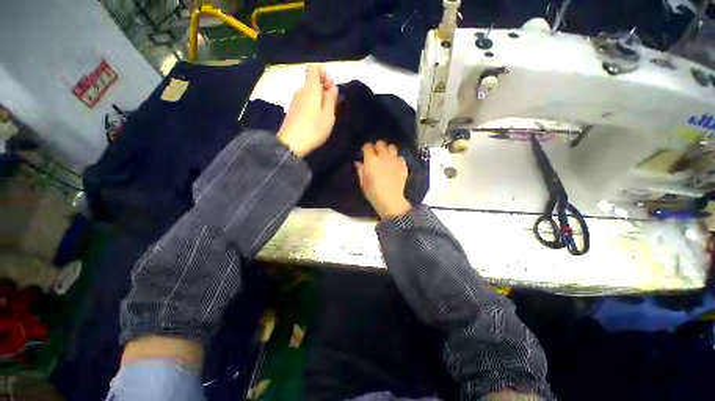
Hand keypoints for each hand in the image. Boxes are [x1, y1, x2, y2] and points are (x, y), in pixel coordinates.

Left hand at [277, 64, 338, 157]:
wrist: (291, 144)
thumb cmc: (314, 128)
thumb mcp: (328, 115)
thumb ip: (331, 99)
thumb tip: (332, 87)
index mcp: (311, 88)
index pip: (314, 68)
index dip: (324, 74)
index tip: (330, 89)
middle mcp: (301, 90)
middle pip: (313, 82)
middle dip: (324, 90)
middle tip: (332, 107)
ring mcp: (295, 101)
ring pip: (309, 93)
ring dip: (319, 101)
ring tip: (325, 117)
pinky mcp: (293, 111)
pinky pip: (305, 102)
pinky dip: (313, 107)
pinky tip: (316, 121)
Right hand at [355, 141, 412, 219]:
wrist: (391, 201)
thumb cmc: (374, 193)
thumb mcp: (363, 183)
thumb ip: (361, 170)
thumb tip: (358, 162)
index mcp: (371, 161)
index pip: (368, 146)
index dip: (366, 148)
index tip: (365, 151)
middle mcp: (383, 157)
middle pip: (381, 143)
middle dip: (377, 146)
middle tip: (376, 153)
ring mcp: (395, 160)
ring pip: (392, 147)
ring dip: (388, 150)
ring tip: (386, 156)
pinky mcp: (403, 166)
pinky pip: (400, 157)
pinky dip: (397, 159)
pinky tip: (395, 165)